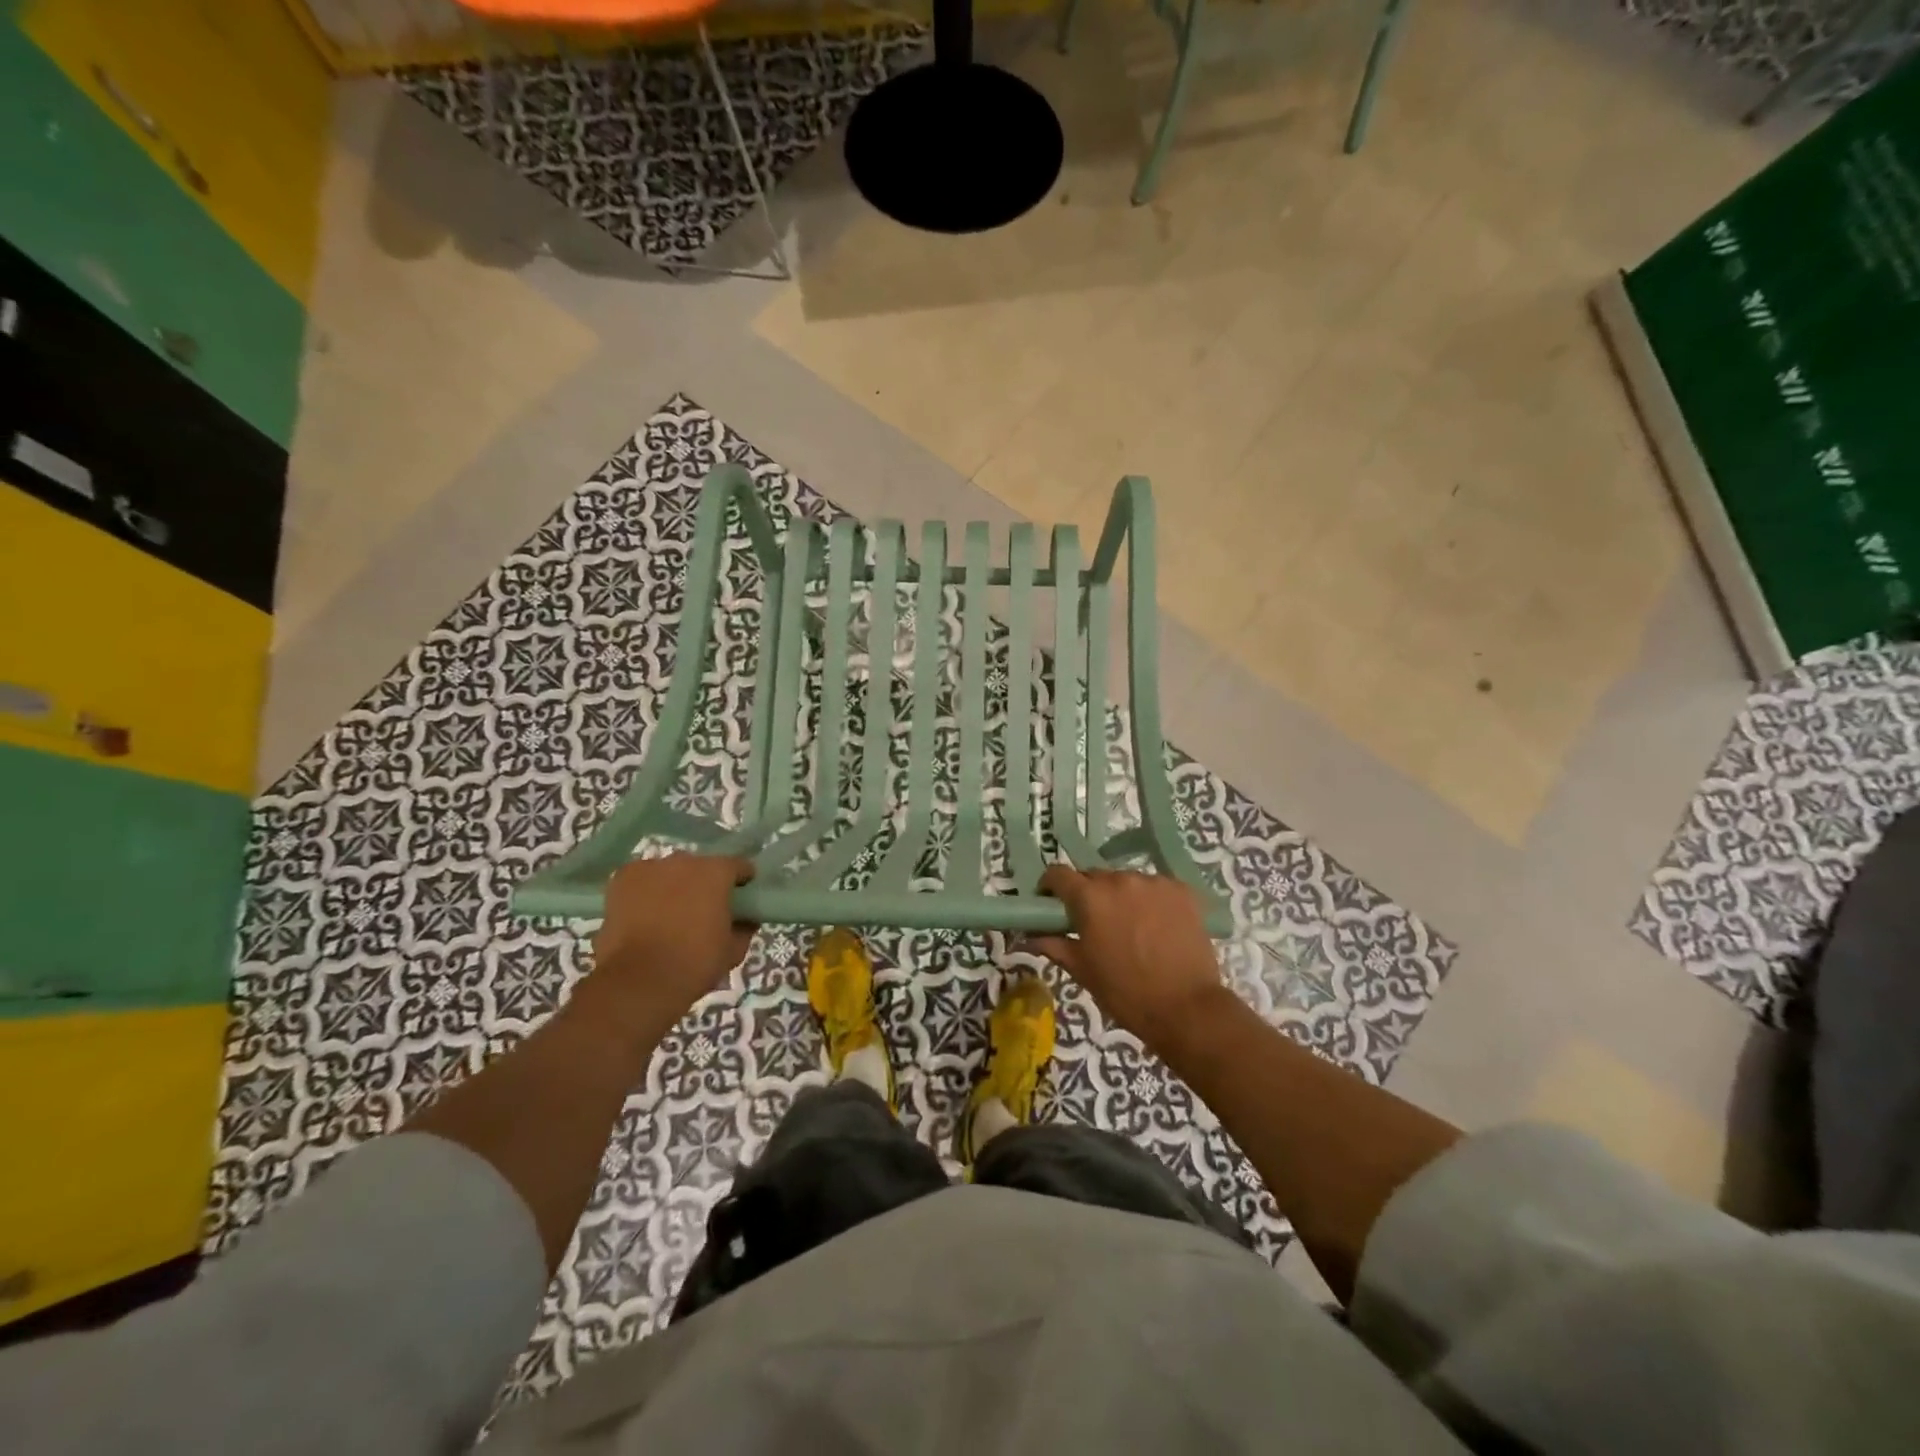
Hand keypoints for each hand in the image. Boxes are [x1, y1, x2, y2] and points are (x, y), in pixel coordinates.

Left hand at [579, 854, 756, 1040]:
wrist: (638, 982)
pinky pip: (643, 879)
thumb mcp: (733, 951)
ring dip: (674, 885)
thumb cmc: (694, 964)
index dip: (742, 882)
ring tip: (670, 914)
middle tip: (704, 910)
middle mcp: (684, 861)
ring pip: (670, 872)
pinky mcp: (622, 879)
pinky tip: (645, 913)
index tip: (741, 900)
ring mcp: (650, 867)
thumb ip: (744, 928)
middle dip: (705, 883)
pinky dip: (646, 891)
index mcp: (716, 872)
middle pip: (701, 867)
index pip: (738, 866)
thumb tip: (745, 920)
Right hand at [1030, 867, 1229, 1052]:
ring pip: (1126, 881)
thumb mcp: (1082, 970)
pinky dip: (1151, 901)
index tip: (1051, 904)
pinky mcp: (1181, 890)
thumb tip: (1029, 936)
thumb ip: (1053, 944)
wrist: (1186, 1008)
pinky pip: (1156, 888)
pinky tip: (1157, 926)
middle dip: (1088, 894)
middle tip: (1093, 922)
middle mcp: (1120, 880)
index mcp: (1089, 897)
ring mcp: (1154, 883)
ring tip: (1131, 926)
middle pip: (1094, 876)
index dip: (1051, 886)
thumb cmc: (1125, 992)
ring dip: (1121, 897)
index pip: (1058, 874)